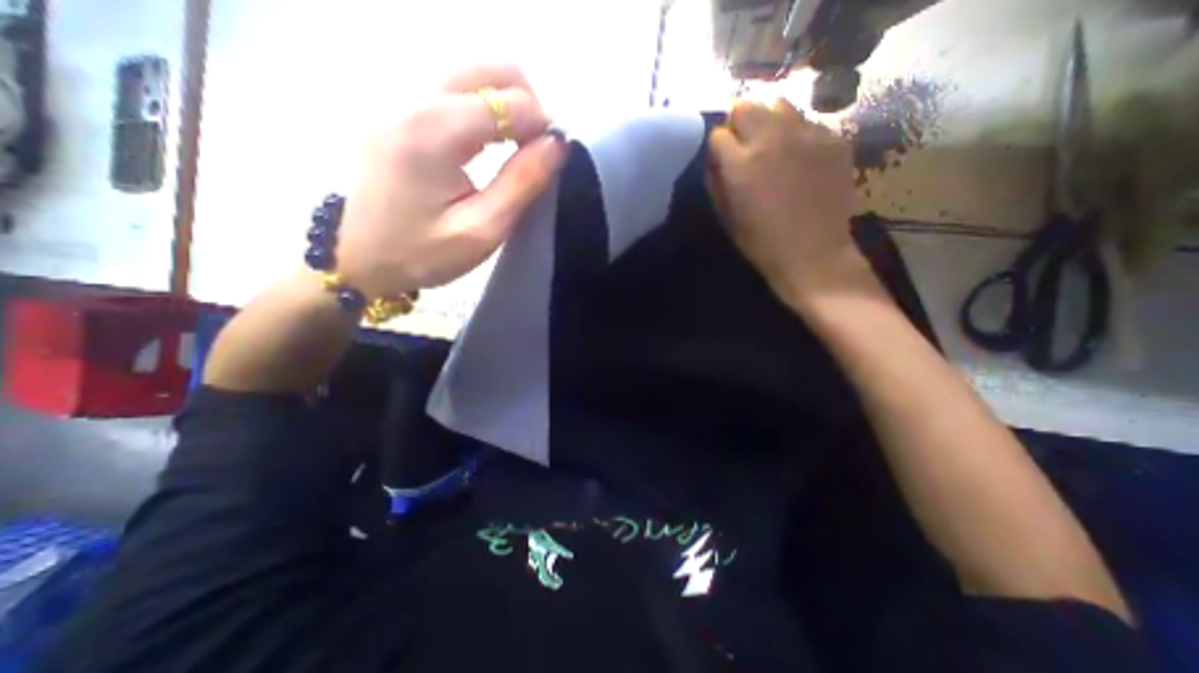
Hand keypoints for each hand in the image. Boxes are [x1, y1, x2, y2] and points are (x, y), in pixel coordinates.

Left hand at [331, 65, 567, 296]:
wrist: (358, 257)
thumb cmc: (422, 252)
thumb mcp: (482, 229)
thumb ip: (522, 182)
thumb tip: (557, 144)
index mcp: (433, 129)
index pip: (508, 101)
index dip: (542, 125)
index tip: (551, 158)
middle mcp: (412, 96)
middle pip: (490, 69)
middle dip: (528, 104)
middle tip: (537, 149)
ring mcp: (399, 97)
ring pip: (474, 75)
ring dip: (507, 106)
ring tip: (517, 149)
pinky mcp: (397, 108)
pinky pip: (454, 89)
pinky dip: (485, 109)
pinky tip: (489, 143)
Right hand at [710, 97, 871, 306]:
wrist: (814, 253)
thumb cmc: (762, 242)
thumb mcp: (726, 217)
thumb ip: (716, 182)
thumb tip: (715, 161)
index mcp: (740, 163)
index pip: (718, 133)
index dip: (718, 147)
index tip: (722, 161)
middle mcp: (772, 138)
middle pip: (747, 106)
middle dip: (739, 124)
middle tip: (745, 147)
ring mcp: (807, 134)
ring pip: (779, 104)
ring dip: (768, 121)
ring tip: (773, 146)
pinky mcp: (833, 138)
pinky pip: (807, 121)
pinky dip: (797, 133)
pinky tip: (800, 157)